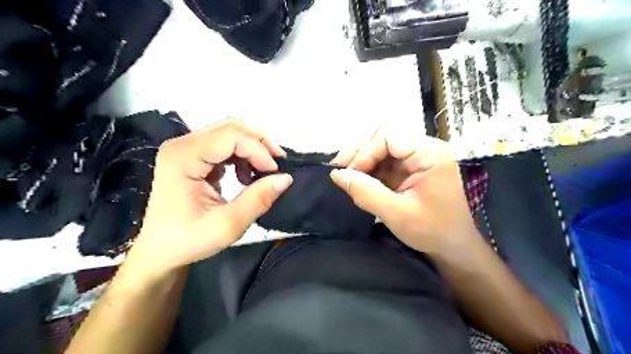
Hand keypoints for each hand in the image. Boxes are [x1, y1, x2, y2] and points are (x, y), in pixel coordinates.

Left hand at [124, 119, 293, 278]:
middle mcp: (182, 145)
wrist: (160, 251)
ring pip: (230, 133)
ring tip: (263, 172)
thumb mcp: (228, 225)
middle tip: (277, 164)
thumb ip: (258, 199)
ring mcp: (187, 149)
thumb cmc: (188, 240)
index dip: (258, 150)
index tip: (275, 172)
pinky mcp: (193, 156)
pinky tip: (246, 176)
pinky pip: (225, 145)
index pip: (230, 136)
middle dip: (260, 143)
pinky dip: (243, 156)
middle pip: (230, 128)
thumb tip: (286, 178)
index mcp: (183, 158)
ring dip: (253, 149)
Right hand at [331, 130, 478, 256]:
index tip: (348, 174)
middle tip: (339, 172)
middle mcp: (424, 149)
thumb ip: (366, 193)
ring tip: (345, 178)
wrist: (457, 247)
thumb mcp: (397, 214)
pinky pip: (385, 164)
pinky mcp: (411, 170)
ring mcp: (418, 159)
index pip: (389, 137)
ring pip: (381, 152)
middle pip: (384, 141)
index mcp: (429, 154)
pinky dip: (369, 172)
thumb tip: (337, 174)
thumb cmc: (434, 231)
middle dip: (359, 156)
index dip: (364, 152)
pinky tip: (358, 182)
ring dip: (362, 164)